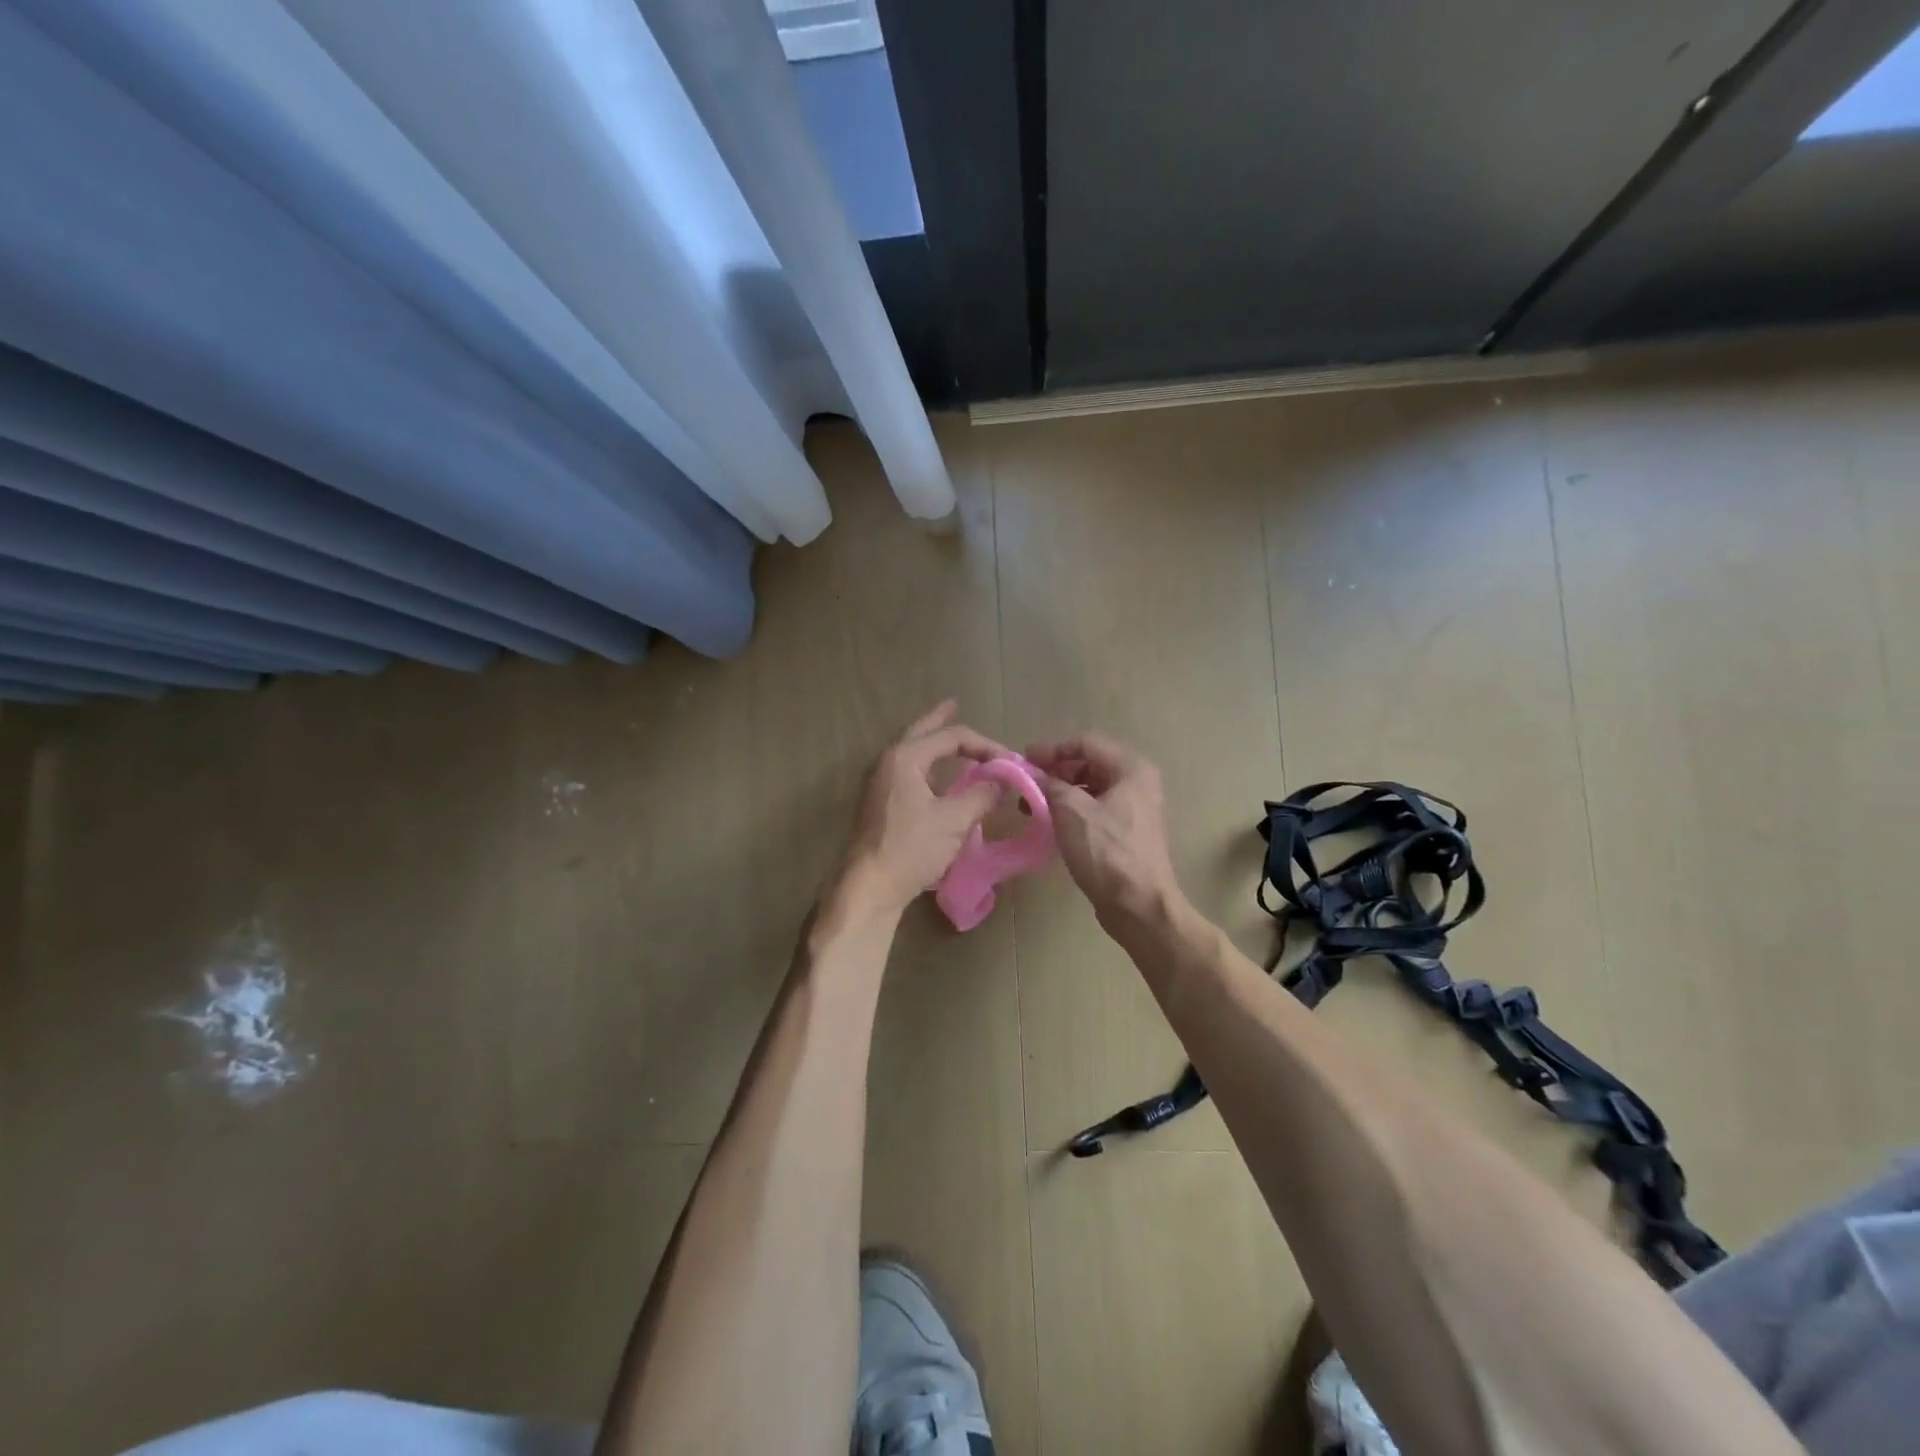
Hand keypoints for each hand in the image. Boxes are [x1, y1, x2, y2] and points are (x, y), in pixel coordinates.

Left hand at [829, 701, 1006, 918]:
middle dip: (939, 719)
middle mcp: (888, 762)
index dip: (985, 745)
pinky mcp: (879, 804)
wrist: (869, 885)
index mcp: (905, 758)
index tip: (1010, 761)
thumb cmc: (910, 848)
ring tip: (948, 738)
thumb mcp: (954, 820)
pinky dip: (925, 765)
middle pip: (920, 732)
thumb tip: (1001, 782)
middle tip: (954, 704)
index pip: (952, 737)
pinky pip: (906, 771)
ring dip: (931, 742)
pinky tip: (934, 776)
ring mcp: (879, 783)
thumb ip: (981, 795)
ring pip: (910, 752)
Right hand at [1025, 733, 1184, 929]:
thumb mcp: (1071, 811)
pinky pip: (1095, 811)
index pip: (1086, 743)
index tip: (1024, 761)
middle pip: (1089, 765)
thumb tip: (1034, 776)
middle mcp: (1137, 783)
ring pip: (1090, 790)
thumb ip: (1050, 785)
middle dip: (1055, 773)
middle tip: (1025, 785)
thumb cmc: (1107, 851)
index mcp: (1131, 769)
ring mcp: (1135, 810)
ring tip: (1031, 807)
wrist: (1139, 905)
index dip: (1052, 750)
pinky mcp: (1127, 834)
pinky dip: (1071, 813)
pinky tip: (1050, 825)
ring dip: (1060, 794)